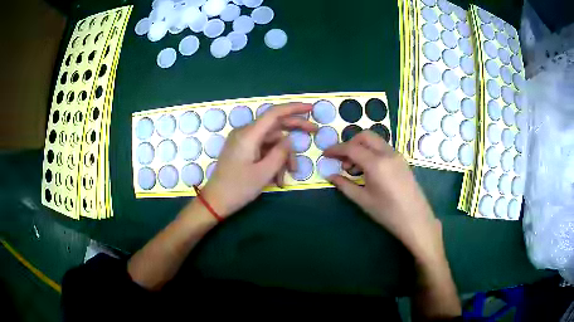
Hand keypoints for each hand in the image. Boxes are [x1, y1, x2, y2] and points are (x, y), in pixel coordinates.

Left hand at [201, 103, 317, 217]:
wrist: (215, 202)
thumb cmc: (238, 188)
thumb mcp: (264, 173)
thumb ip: (280, 153)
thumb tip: (289, 140)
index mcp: (248, 135)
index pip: (274, 113)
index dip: (294, 108)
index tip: (311, 108)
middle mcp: (245, 133)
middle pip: (275, 125)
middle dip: (294, 130)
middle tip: (314, 132)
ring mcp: (243, 141)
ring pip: (271, 141)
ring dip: (283, 156)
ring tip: (289, 175)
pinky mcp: (242, 150)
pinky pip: (263, 149)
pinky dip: (273, 161)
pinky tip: (278, 178)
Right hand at [324, 131, 443, 261]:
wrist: (416, 219)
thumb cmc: (388, 212)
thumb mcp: (363, 200)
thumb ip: (345, 185)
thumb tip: (331, 176)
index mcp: (376, 164)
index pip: (351, 148)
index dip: (336, 149)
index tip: (325, 154)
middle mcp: (387, 153)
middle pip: (364, 136)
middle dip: (350, 143)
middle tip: (342, 160)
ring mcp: (397, 155)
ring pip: (375, 141)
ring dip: (361, 147)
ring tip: (354, 169)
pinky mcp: (401, 160)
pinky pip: (383, 148)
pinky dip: (371, 152)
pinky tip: (368, 169)